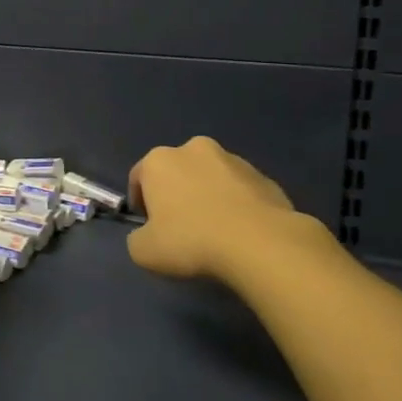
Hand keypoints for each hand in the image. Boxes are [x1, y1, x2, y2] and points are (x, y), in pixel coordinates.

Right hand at [126, 136, 311, 279]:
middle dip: (176, 194)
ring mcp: (233, 160)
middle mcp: (194, 149)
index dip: (140, 203)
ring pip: (210, 178)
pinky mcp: (264, 177)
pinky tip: (240, 232)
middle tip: (181, 227)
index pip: (139, 177)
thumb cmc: (191, 241)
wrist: (260, 244)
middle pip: (176, 172)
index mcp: (159, 160)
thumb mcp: (143, 251)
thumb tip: (147, 235)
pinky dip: (236, 205)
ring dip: (207, 196)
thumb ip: (137, 238)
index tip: (149, 227)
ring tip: (215, 231)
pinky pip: (240, 191)